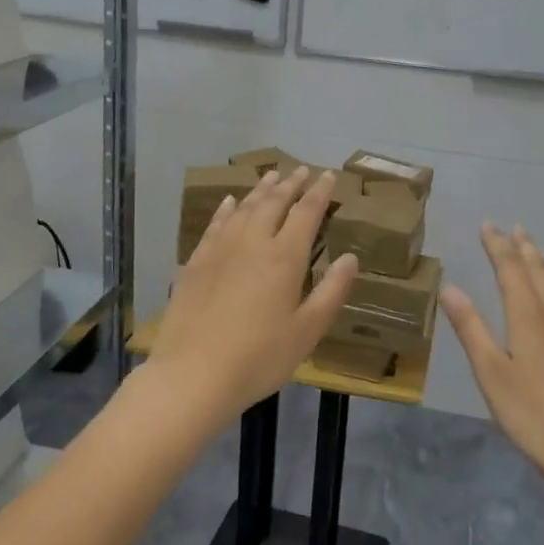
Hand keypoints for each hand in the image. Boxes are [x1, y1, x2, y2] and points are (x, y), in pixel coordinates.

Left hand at [149, 167, 358, 417]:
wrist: (193, 374)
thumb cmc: (259, 358)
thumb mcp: (307, 331)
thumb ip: (331, 292)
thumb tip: (350, 258)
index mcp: (285, 257)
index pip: (306, 212)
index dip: (320, 192)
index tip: (329, 175)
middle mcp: (253, 242)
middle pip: (274, 203)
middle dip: (290, 184)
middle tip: (301, 170)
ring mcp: (220, 249)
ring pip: (244, 208)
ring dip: (260, 190)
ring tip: (271, 176)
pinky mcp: (196, 262)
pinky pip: (215, 224)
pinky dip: (226, 209)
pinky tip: (229, 202)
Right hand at [441, 224, 543, 486]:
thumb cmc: (532, 415)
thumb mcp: (491, 373)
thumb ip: (471, 328)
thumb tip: (450, 287)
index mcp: (529, 316)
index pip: (511, 269)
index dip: (498, 245)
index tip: (488, 225)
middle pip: (539, 271)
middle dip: (523, 248)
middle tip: (514, 228)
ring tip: (535, 251)